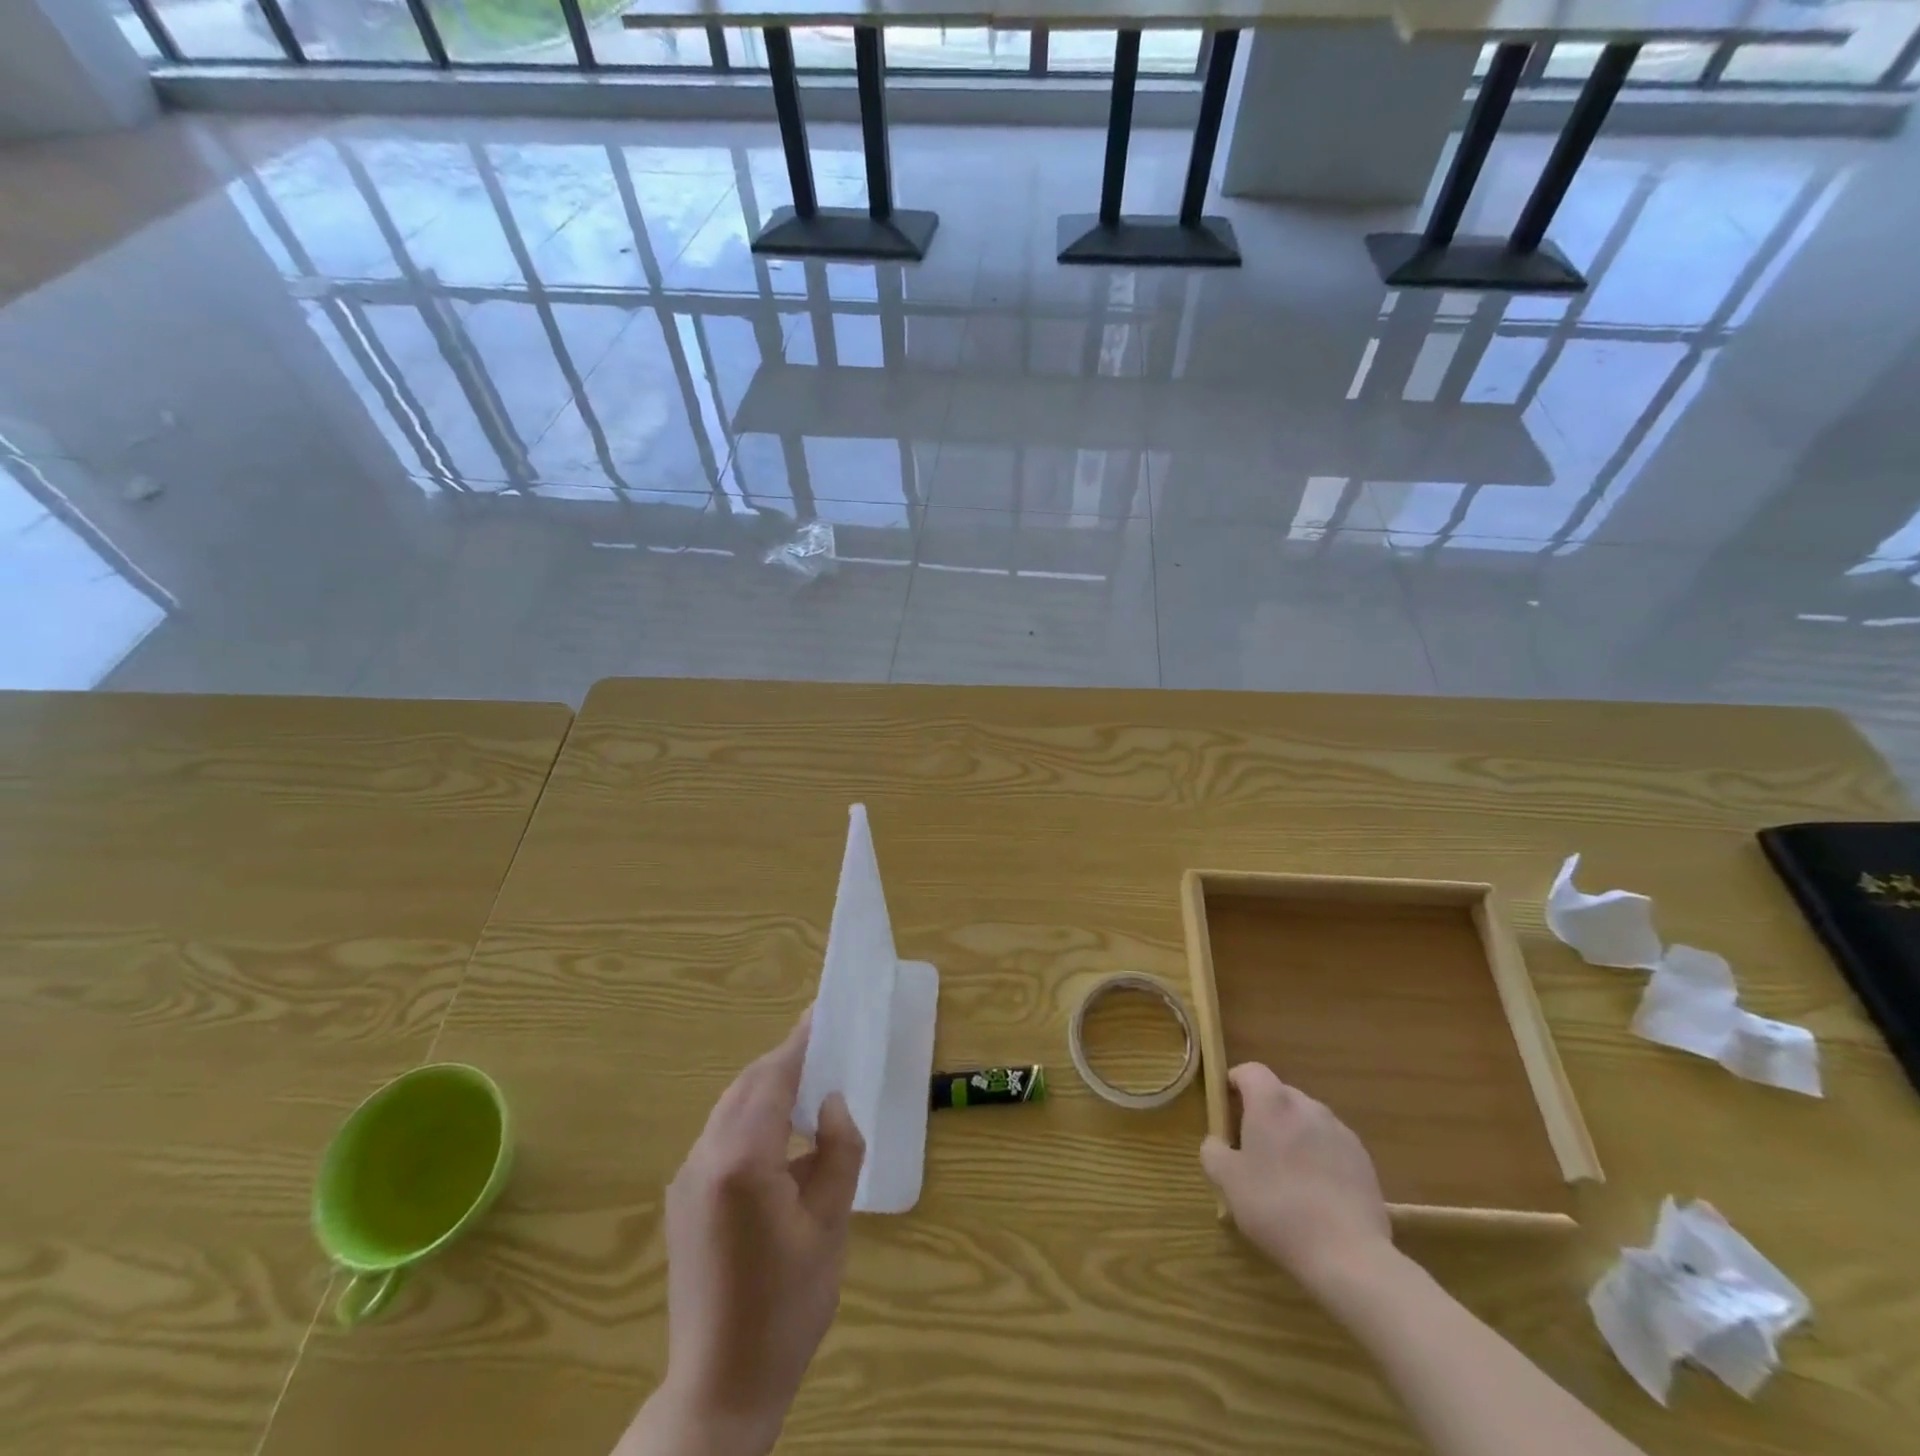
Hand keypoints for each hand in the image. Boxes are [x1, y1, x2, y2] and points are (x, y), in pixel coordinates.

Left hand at [632, 1013, 864, 1455]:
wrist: (719, 1385)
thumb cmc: (787, 1306)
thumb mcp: (830, 1225)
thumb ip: (838, 1151)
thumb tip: (833, 1103)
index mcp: (742, 1161)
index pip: (774, 1079)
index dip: (800, 1042)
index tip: (821, 1012)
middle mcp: (704, 1157)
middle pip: (747, 1086)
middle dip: (784, 1061)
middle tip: (823, 1047)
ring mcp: (687, 1177)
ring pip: (730, 1107)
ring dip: (767, 1088)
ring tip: (807, 1084)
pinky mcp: (682, 1198)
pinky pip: (719, 1134)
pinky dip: (751, 1116)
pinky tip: (778, 1133)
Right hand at [1201, 1063, 1391, 1292]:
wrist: (1349, 1255)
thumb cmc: (1277, 1208)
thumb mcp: (1228, 1182)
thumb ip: (1213, 1151)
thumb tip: (1218, 1143)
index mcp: (1272, 1102)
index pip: (1249, 1071)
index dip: (1234, 1083)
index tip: (1227, 1110)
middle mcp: (1307, 1106)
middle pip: (1279, 1094)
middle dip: (1263, 1113)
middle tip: (1253, 1149)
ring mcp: (1339, 1131)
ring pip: (1306, 1119)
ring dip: (1292, 1134)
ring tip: (1287, 1175)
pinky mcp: (1363, 1158)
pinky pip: (1330, 1144)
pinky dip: (1318, 1156)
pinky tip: (1316, 1193)